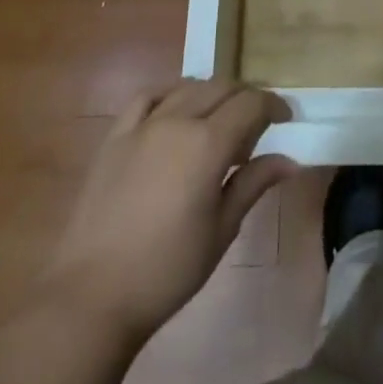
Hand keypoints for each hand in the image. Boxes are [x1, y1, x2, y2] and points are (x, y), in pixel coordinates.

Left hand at [46, 77, 296, 344]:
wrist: (92, 297)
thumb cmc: (167, 270)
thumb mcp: (221, 230)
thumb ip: (254, 184)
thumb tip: (290, 161)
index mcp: (208, 143)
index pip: (251, 104)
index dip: (273, 105)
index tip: (285, 119)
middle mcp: (177, 120)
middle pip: (222, 87)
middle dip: (246, 97)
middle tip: (256, 124)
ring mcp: (143, 124)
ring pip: (188, 87)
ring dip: (212, 94)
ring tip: (219, 119)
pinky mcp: (116, 135)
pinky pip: (148, 96)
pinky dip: (170, 93)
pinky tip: (176, 109)